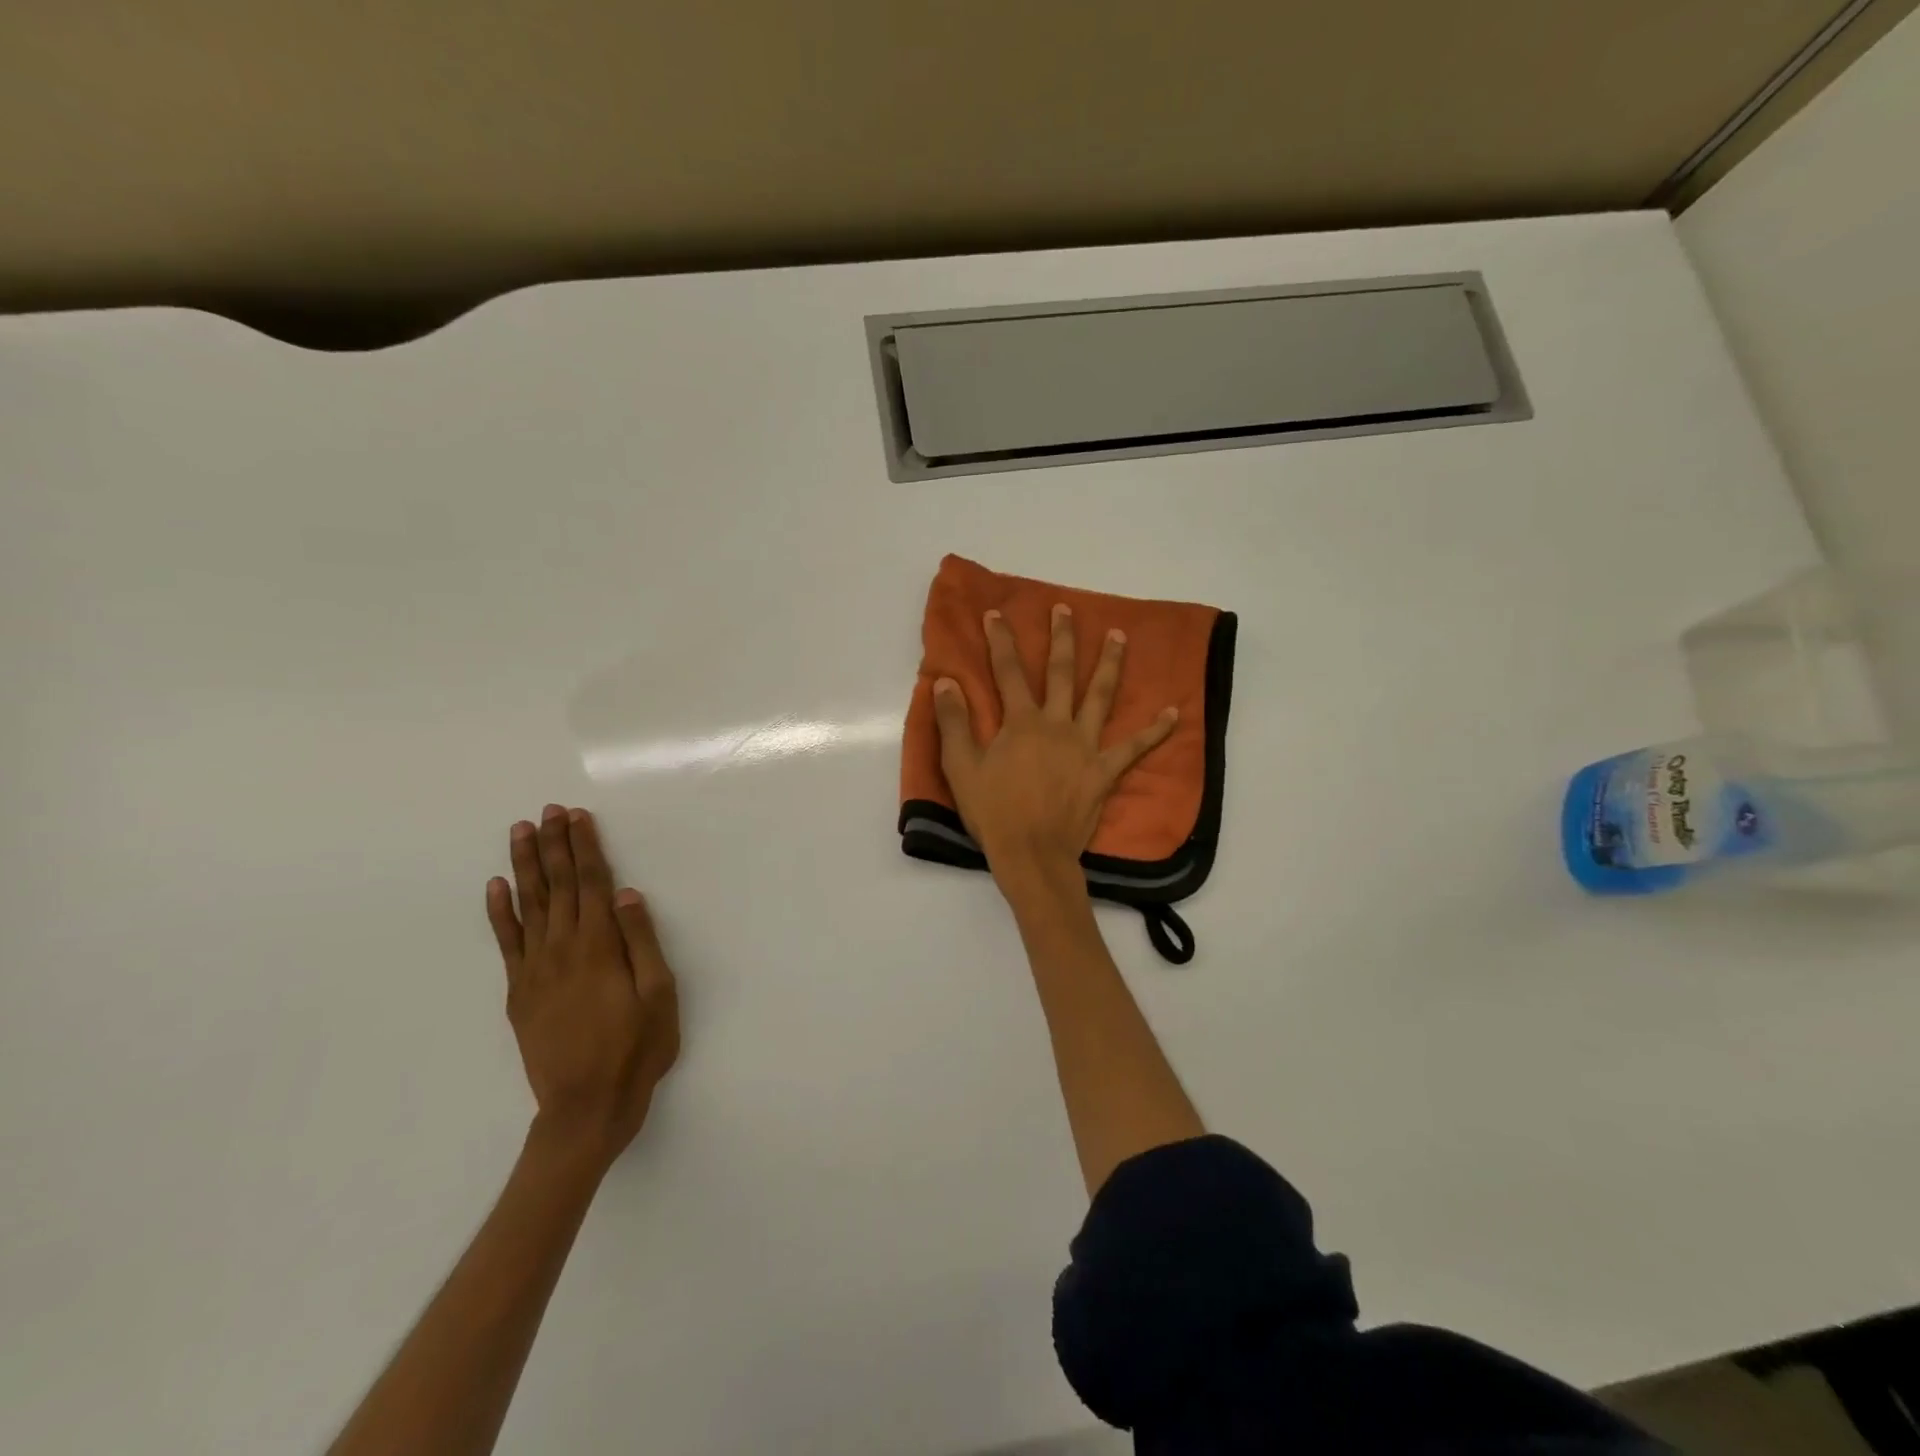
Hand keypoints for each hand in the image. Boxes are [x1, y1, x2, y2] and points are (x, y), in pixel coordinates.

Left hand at [486, 805, 679, 1169]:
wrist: (586, 1106)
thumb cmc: (637, 1048)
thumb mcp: (659, 994)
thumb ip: (641, 941)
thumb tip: (625, 894)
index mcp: (600, 947)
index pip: (591, 883)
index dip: (585, 847)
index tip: (577, 816)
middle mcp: (563, 949)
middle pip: (558, 886)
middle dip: (555, 845)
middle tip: (548, 810)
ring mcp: (535, 970)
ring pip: (529, 905)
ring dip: (525, 866)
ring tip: (521, 833)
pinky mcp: (519, 991)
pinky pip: (505, 942)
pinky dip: (499, 912)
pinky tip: (496, 886)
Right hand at [933, 604, 1177, 887]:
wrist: (1031, 854)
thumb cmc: (993, 812)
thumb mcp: (961, 767)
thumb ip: (954, 722)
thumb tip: (945, 682)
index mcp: (1021, 722)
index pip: (1008, 672)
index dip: (1001, 640)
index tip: (997, 613)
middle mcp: (1057, 724)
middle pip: (1061, 673)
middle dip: (1062, 638)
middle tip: (1065, 609)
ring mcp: (1085, 746)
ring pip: (1101, 696)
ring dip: (1110, 663)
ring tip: (1118, 635)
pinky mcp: (1104, 772)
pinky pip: (1134, 748)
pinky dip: (1155, 731)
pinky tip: (1173, 713)